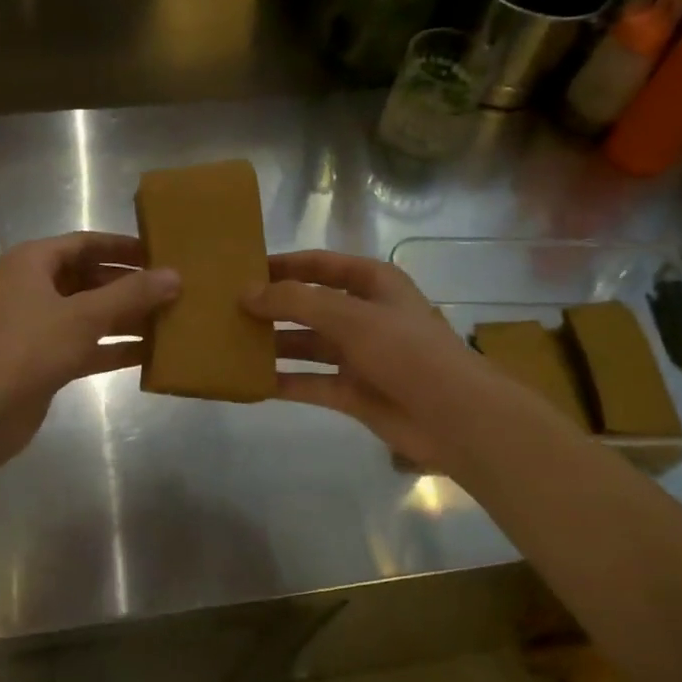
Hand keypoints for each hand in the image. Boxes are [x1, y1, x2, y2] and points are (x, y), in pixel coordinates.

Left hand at [0, 232, 177, 466]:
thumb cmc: (28, 349)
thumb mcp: (83, 316)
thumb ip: (131, 294)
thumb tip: (175, 276)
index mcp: (34, 263)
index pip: (87, 243)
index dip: (124, 247)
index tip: (162, 253)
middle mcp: (35, 287)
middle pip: (91, 278)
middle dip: (131, 285)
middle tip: (174, 289)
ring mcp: (40, 325)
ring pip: (92, 313)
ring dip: (128, 317)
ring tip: (172, 318)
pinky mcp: (47, 359)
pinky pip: (88, 344)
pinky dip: (115, 347)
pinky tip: (152, 353)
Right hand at [244, 250, 512, 469]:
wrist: (454, 417)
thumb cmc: (405, 350)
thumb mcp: (349, 315)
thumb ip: (296, 301)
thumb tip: (246, 292)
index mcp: (372, 283)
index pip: (320, 264)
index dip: (284, 265)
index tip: (244, 269)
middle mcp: (363, 314)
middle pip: (309, 305)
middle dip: (273, 306)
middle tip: (227, 309)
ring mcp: (358, 355)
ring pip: (306, 344)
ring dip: (273, 344)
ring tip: (230, 343)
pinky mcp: (352, 392)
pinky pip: (309, 382)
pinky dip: (283, 382)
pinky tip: (249, 381)